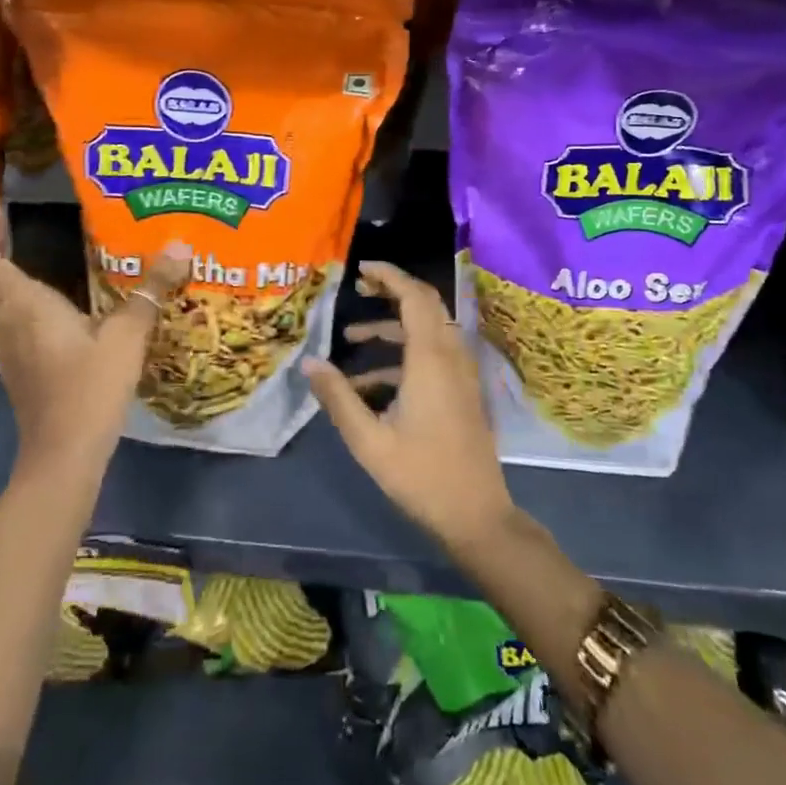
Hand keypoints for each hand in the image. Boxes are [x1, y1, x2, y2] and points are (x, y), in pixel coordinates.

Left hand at [0, 207, 189, 468]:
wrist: (64, 454)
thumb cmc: (90, 387)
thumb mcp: (128, 334)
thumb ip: (151, 289)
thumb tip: (181, 244)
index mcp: (25, 305)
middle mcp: (7, 322)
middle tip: (3, 225)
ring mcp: (8, 348)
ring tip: (17, 252)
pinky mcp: (18, 367)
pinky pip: (2, 320)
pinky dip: (7, 299)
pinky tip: (38, 301)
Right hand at [303, 261, 514, 551]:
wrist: (477, 516)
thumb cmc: (421, 476)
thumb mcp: (369, 440)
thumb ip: (338, 397)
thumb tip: (309, 362)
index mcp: (430, 359)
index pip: (414, 296)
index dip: (389, 276)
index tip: (361, 268)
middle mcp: (450, 355)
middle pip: (425, 304)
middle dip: (391, 291)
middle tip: (358, 288)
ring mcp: (460, 373)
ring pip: (427, 330)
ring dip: (392, 326)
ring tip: (350, 337)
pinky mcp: (462, 389)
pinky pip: (432, 354)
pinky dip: (402, 354)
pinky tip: (369, 383)